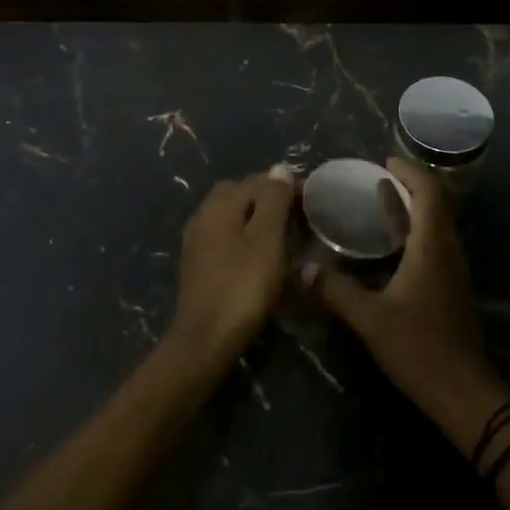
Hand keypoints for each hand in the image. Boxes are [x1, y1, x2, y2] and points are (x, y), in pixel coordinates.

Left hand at [168, 167, 295, 366]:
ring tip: (284, 236)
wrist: (205, 341)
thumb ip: (273, 200)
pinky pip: (225, 236)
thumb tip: (279, 169)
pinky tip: (261, 256)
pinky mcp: (198, 264)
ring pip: (232, 215)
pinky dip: (245, 237)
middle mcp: (203, 214)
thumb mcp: (267, 239)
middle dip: (269, 199)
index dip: (287, 186)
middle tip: (297, 217)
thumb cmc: (242, 286)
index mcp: (220, 204)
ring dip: (257, 218)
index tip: (313, 203)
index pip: (258, 180)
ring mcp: (197, 240)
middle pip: (241, 193)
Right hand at [312, 158, 503, 430]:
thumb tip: (302, 267)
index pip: (428, 192)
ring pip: (435, 223)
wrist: (465, 394)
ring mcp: (452, 270)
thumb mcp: (371, 320)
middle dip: (410, 184)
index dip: (409, 171)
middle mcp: (447, 250)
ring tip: (382, 197)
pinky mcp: (450, 288)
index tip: (385, 160)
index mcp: (432, 246)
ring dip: (412, 206)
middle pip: (435, 203)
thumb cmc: (420, 349)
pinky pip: (433, 243)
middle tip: (378, 174)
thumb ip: (337, 291)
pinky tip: (392, 243)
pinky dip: (413, 230)